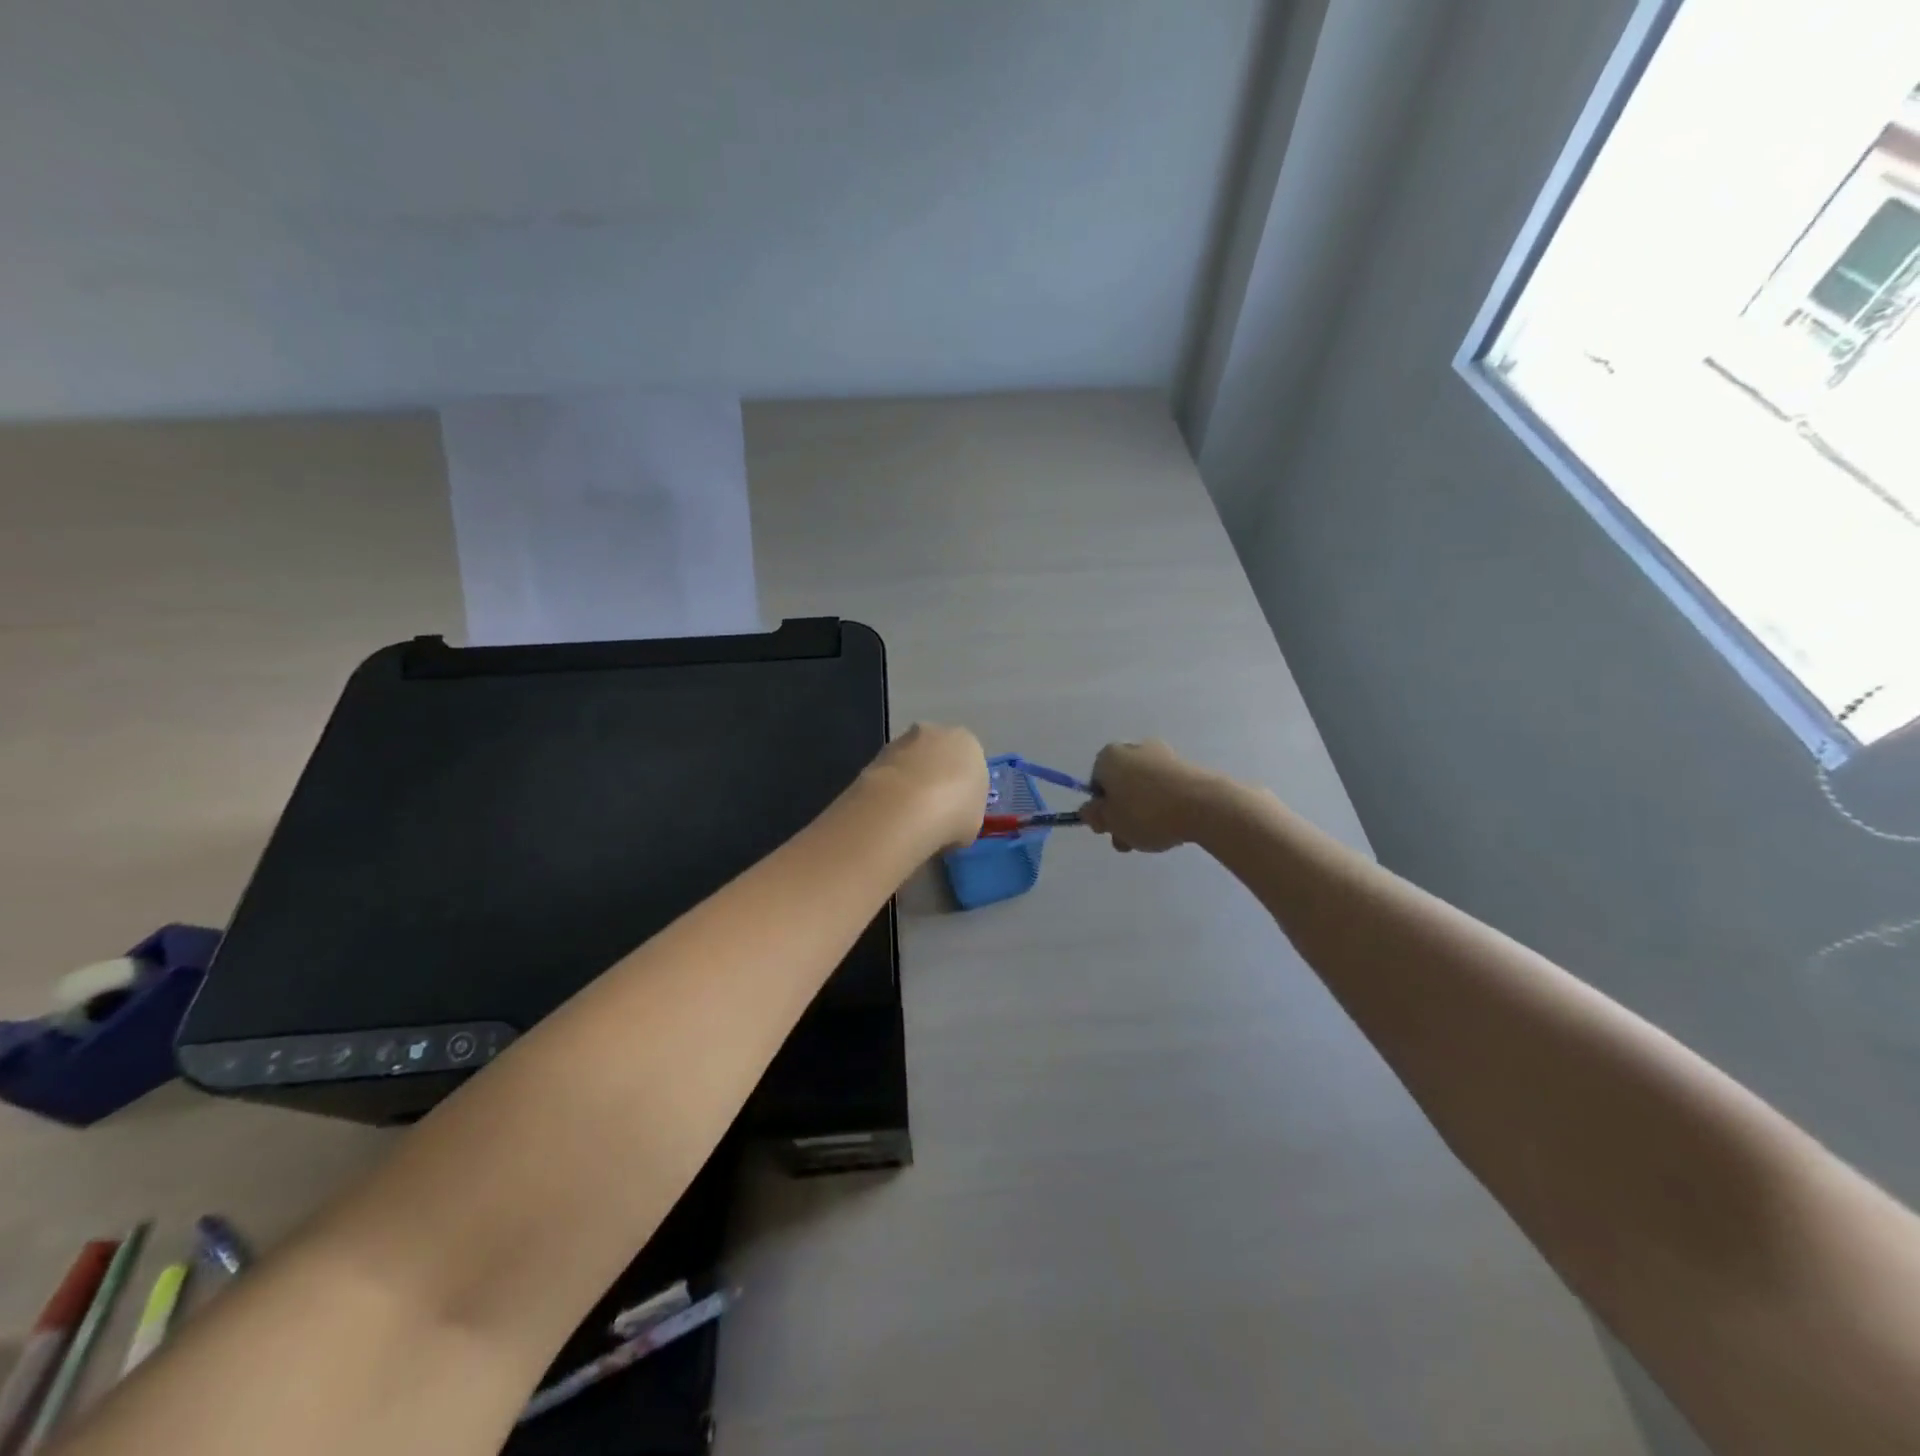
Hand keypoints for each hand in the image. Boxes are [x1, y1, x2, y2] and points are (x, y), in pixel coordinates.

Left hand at [863, 723, 988, 851]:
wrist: (904, 810)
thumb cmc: (954, 813)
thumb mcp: (974, 821)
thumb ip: (964, 810)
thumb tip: (950, 817)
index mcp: (968, 743)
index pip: (969, 763)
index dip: (962, 789)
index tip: (956, 812)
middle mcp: (935, 733)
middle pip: (937, 756)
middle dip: (934, 778)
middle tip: (932, 813)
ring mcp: (901, 742)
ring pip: (910, 763)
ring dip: (909, 783)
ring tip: (906, 818)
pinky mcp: (874, 756)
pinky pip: (889, 775)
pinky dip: (889, 791)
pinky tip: (890, 815)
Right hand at [1080, 740, 1224, 852]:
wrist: (1204, 805)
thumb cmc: (1146, 812)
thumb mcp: (1111, 821)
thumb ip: (1095, 816)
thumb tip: (1089, 810)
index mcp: (1110, 756)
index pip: (1096, 782)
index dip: (1100, 807)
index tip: (1110, 828)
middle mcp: (1135, 748)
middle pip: (1121, 785)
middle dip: (1123, 813)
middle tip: (1129, 839)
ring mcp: (1164, 756)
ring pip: (1144, 789)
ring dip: (1144, 812)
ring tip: (1154, 838)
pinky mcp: (1188, 767)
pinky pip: (1167, 790)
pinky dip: (1166, 806)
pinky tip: (1173, 825)